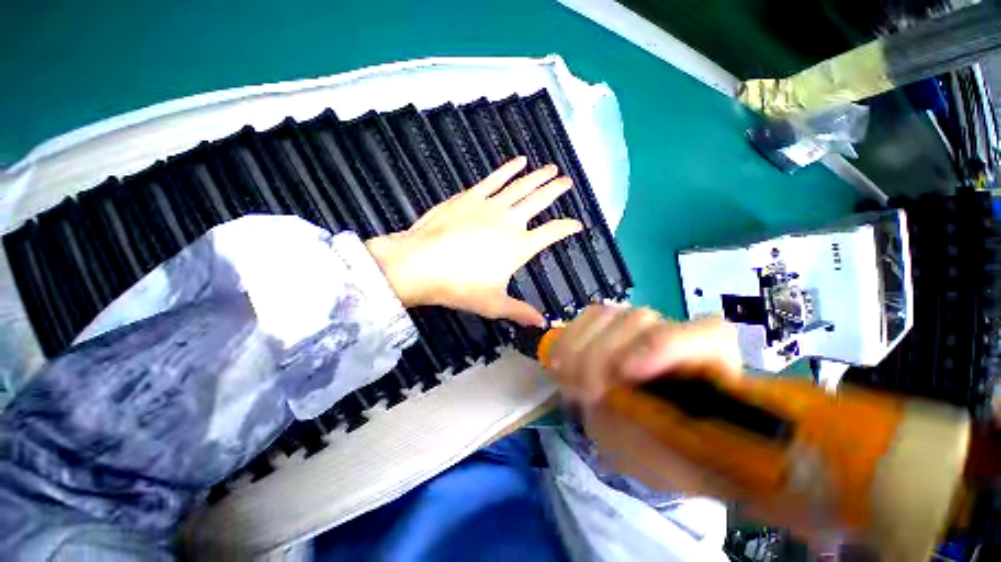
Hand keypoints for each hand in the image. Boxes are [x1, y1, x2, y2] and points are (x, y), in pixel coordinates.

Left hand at [365, 157, 581, 325]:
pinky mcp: (471, 197)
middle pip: (539, 201)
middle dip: (556, 190)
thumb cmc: (459, 286)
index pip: (551, 233)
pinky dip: (508, 169)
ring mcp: (490, 205)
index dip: (567, 227)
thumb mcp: (493, 303)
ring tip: (551, 168)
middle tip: (568, 180)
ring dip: (537, 176)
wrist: (422, 264)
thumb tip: (541, 323)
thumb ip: (519, 311)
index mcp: (519, 246)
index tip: (578, 224)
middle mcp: (510, 221)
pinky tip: (518, 161)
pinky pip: (495, 178)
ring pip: (520, 186)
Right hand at [546, 306, 836, 546]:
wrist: (666, 437)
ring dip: (579, 348)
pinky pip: (585, 317)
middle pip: (639, 321)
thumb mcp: (673, 462)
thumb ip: (654, 437)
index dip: (662, 347)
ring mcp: (642, 323)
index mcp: (716, 364)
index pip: (704, 334)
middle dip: (602, 356)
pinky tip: (561, 365)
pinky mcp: (611, 323)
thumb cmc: (679, 452)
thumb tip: (618, 405)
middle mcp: (679, 332)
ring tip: (569, 383)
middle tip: (585, 394)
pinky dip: (568, 340)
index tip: (626, 376)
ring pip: (606, 315)